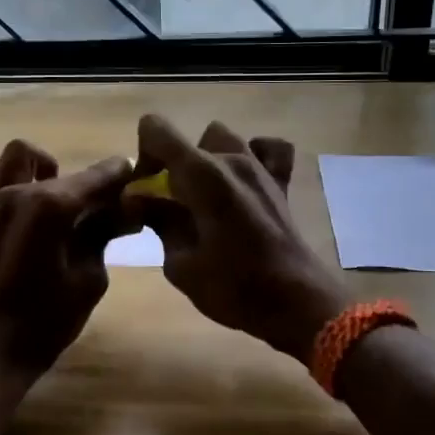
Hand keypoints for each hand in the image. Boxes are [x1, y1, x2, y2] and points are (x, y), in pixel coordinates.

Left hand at [0, 140, 131, 379]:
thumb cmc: (46, 321)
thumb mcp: (89, 279)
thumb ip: (103, 234)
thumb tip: (127, 210)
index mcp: (50, 207)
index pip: (95, 177)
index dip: (118, 174)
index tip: (133, 176)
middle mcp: (16, 192)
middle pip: (59, 168)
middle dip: (84, 180)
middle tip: (99, 206)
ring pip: (14, 156)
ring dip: (38, 167)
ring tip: (50, 194)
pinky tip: (3, 190)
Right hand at [124, 115, 349, 362]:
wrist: (297, 304)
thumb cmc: (235, 288)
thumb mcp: (180, 264)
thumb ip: (158, 222)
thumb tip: (138, 199)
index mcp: (201, 175)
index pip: (156, 129)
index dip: (143, 156)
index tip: (146, 192)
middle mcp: (231, 159)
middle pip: (187, 141)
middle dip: (171, 165)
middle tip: (171, 204)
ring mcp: (260, 168)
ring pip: (222, 139)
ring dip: (206, 159)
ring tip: (205, 196)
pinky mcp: (281, 182)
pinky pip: (267, 149)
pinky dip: (253, 155)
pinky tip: (243, 180)